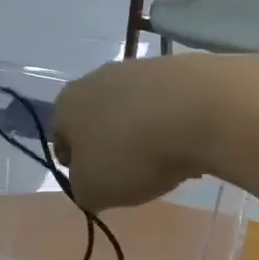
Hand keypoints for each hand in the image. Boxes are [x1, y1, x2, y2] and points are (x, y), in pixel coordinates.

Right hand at [51, 57, 227, 210]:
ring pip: (133, 111)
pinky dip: (172, 124)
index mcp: (67, 104)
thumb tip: (90, 183)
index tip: (95, 184)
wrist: (198, 110)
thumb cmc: (131, 154)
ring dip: (142, 135)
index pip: (60, 137)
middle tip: (129, 175)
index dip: (75, 164)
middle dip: (110, 147)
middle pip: (97, 120)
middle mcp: (97, 78)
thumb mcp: (93, 191)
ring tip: (165, 163)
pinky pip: (166, 105)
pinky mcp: (176, 69)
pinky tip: (189, 144)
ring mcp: (138, 69)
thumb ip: (83, 190)